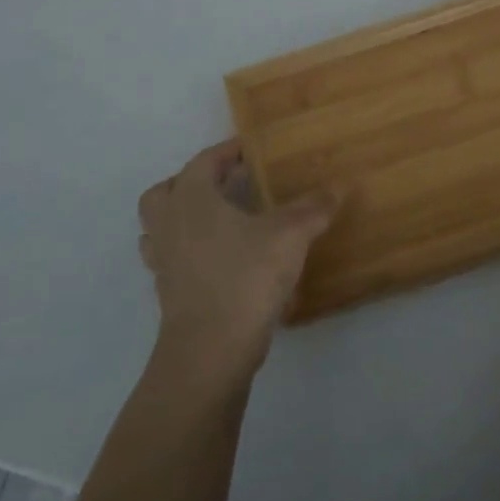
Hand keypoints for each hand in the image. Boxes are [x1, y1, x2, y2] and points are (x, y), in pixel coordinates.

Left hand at [137, 140, 339, 379]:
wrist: (210, 351)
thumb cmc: (245, 278)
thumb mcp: (289, 236)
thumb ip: (313, 208)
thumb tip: (339, 185)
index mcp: (191, 199)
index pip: (204, 161)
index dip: (227, 152)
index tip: (251, 150)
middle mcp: (169, 225)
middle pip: (165, 192)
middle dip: (192, 183)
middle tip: (226, 184)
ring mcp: (163, 262)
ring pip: (160, 228)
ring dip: (184, 218)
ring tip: (220, 220)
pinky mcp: (168, 293)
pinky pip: (172, 259)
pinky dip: (190, 252)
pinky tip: (222, 260)